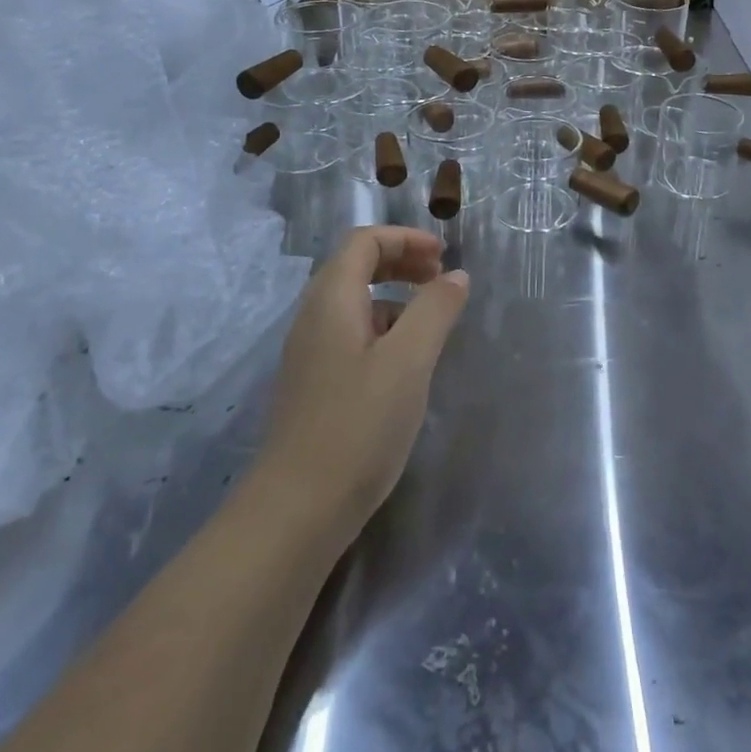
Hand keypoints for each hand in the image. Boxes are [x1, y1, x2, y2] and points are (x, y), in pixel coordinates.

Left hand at [255, 226, 468, 545]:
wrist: (295, 513)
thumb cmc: (358, 425)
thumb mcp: (409, 360)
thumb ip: (435, 309)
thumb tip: (455, 276)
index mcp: (331, 300)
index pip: (364, 241)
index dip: (405, 238)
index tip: (444, 256)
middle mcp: (313, 318)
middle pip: (355, 266)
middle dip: (401, 262)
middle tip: (441, 278)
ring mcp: (309, 355)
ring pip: (354, 303)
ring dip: (394, 297)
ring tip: (432, 322)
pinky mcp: (314, 387)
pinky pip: (350, 335)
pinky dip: (383, 329)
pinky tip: (406, 364)